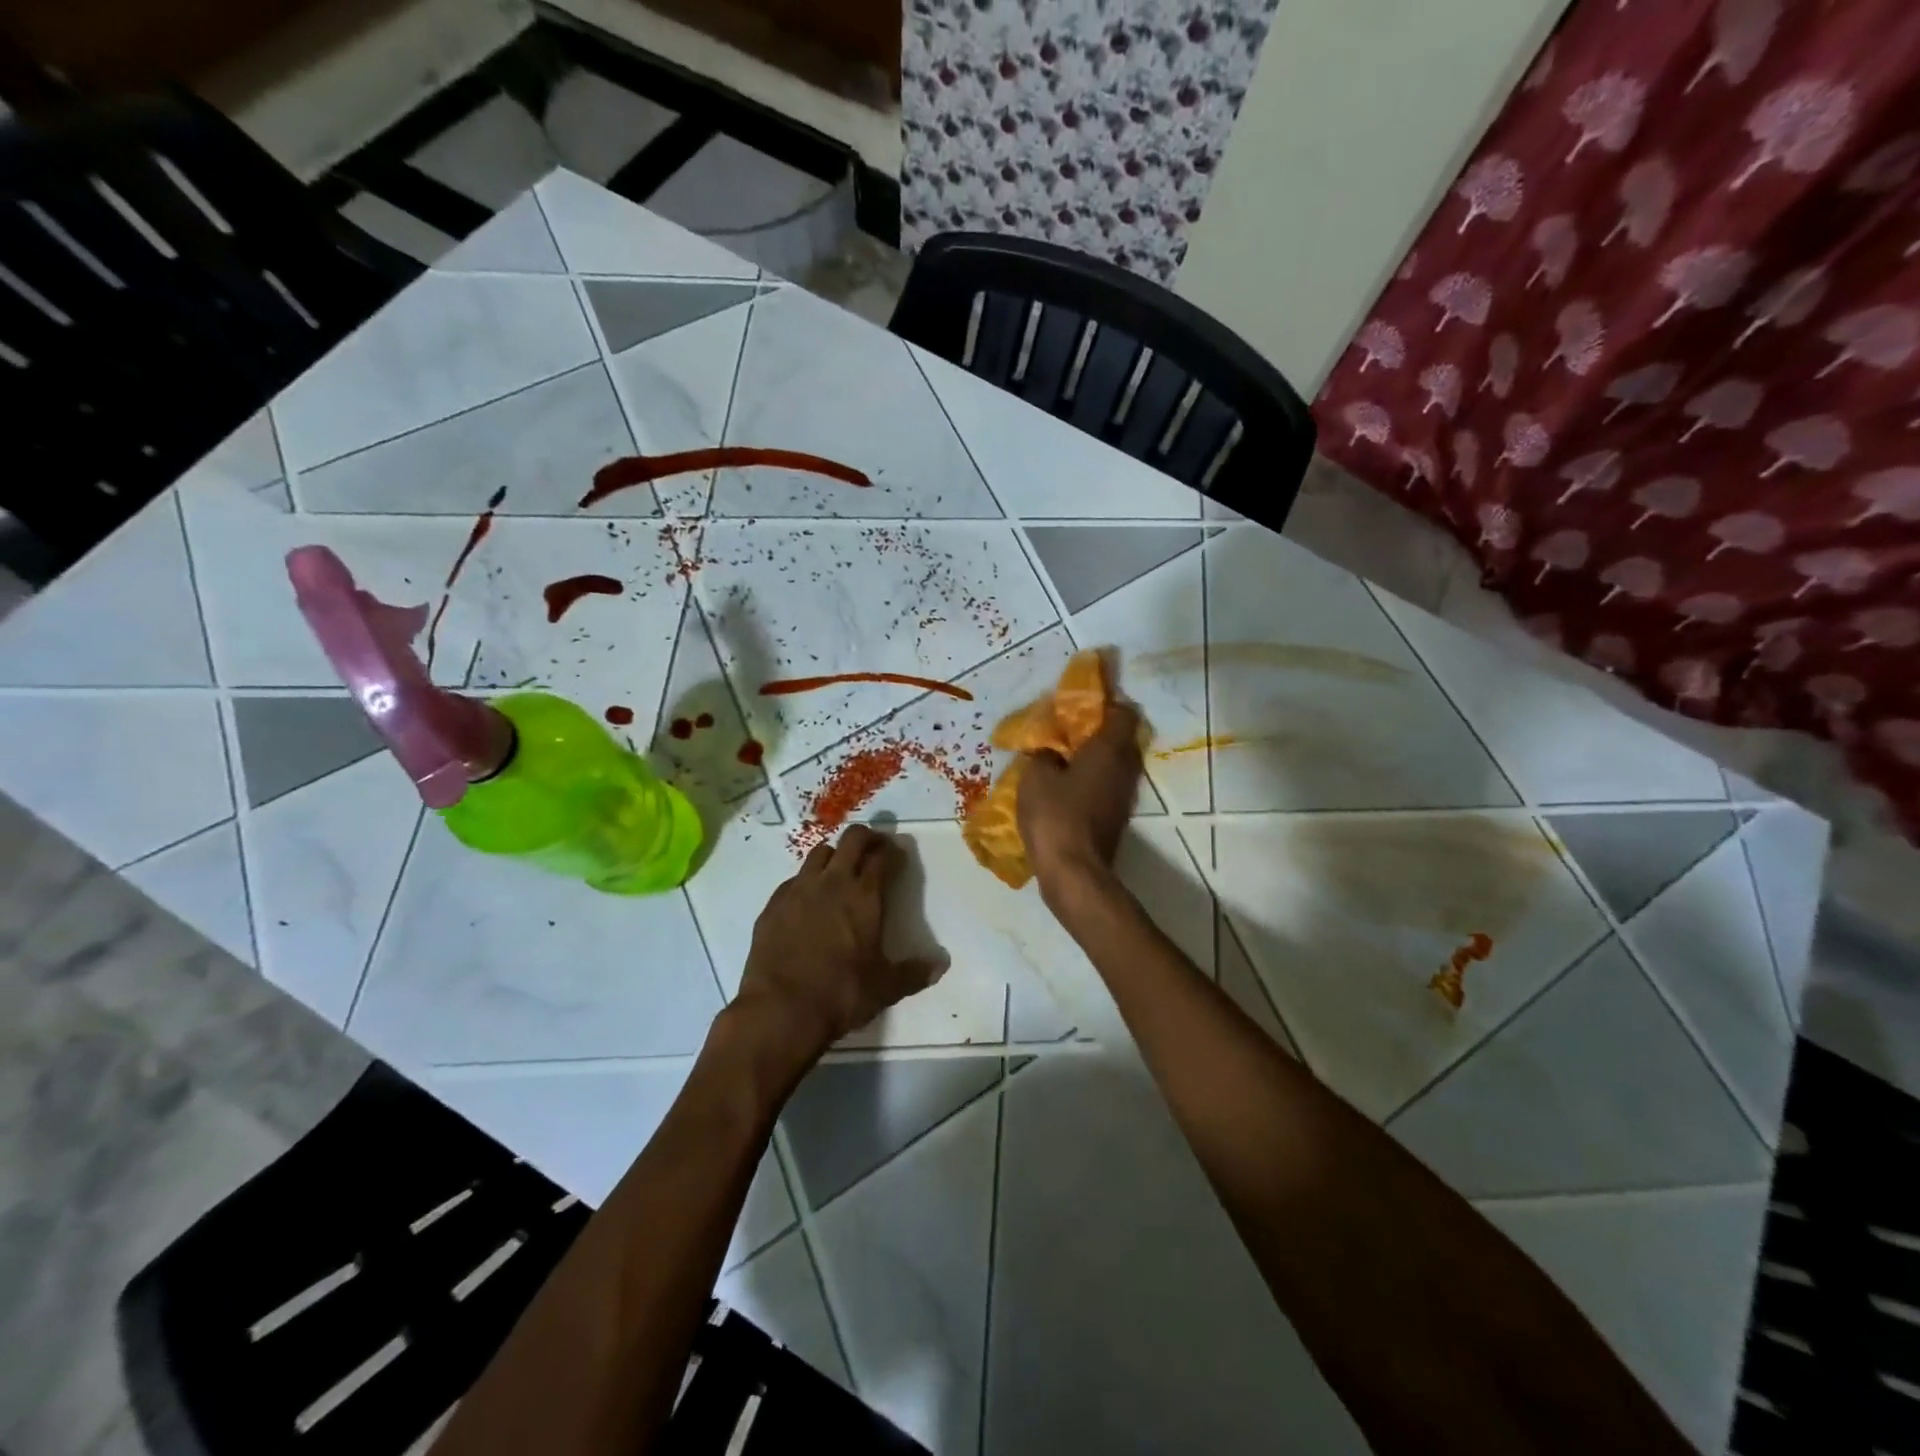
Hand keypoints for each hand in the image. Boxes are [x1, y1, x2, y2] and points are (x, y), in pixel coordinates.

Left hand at [732, 825, 945, 1068]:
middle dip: (867, 838)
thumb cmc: (840, 994)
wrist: (779, 1010)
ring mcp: (798, 889)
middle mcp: (832, 882)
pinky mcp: (773, 904)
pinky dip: (807, 881)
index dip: (893, 851)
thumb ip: (914, 973)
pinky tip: (809, 902)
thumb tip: (941, 966)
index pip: (882, 856)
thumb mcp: (885, 988)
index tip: (898, 856)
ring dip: (835, 855)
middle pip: (852, 839)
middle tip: (875, 850)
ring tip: (841, 872)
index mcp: (864, 895)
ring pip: (820, 853)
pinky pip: (794, 879)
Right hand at [1017, 700, 1143, 899]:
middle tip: (1064, 732)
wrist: (1073, 872)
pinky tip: (1063, 788)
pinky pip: (1105, 786)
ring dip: (1091, 759)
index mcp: (1109, 749)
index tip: (1080, 705)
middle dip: (1094, 732)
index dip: (1105, 704)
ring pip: (1113, 765)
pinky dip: (1089, 781)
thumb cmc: (1055, 815)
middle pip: (1119, 739)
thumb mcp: (1035, 777)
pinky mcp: (1116, 817)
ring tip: (1060, 759)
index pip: (1123, 713)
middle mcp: (1125, 768)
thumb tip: (1049, 754)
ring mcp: (1124, 796)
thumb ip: (1043, 756)